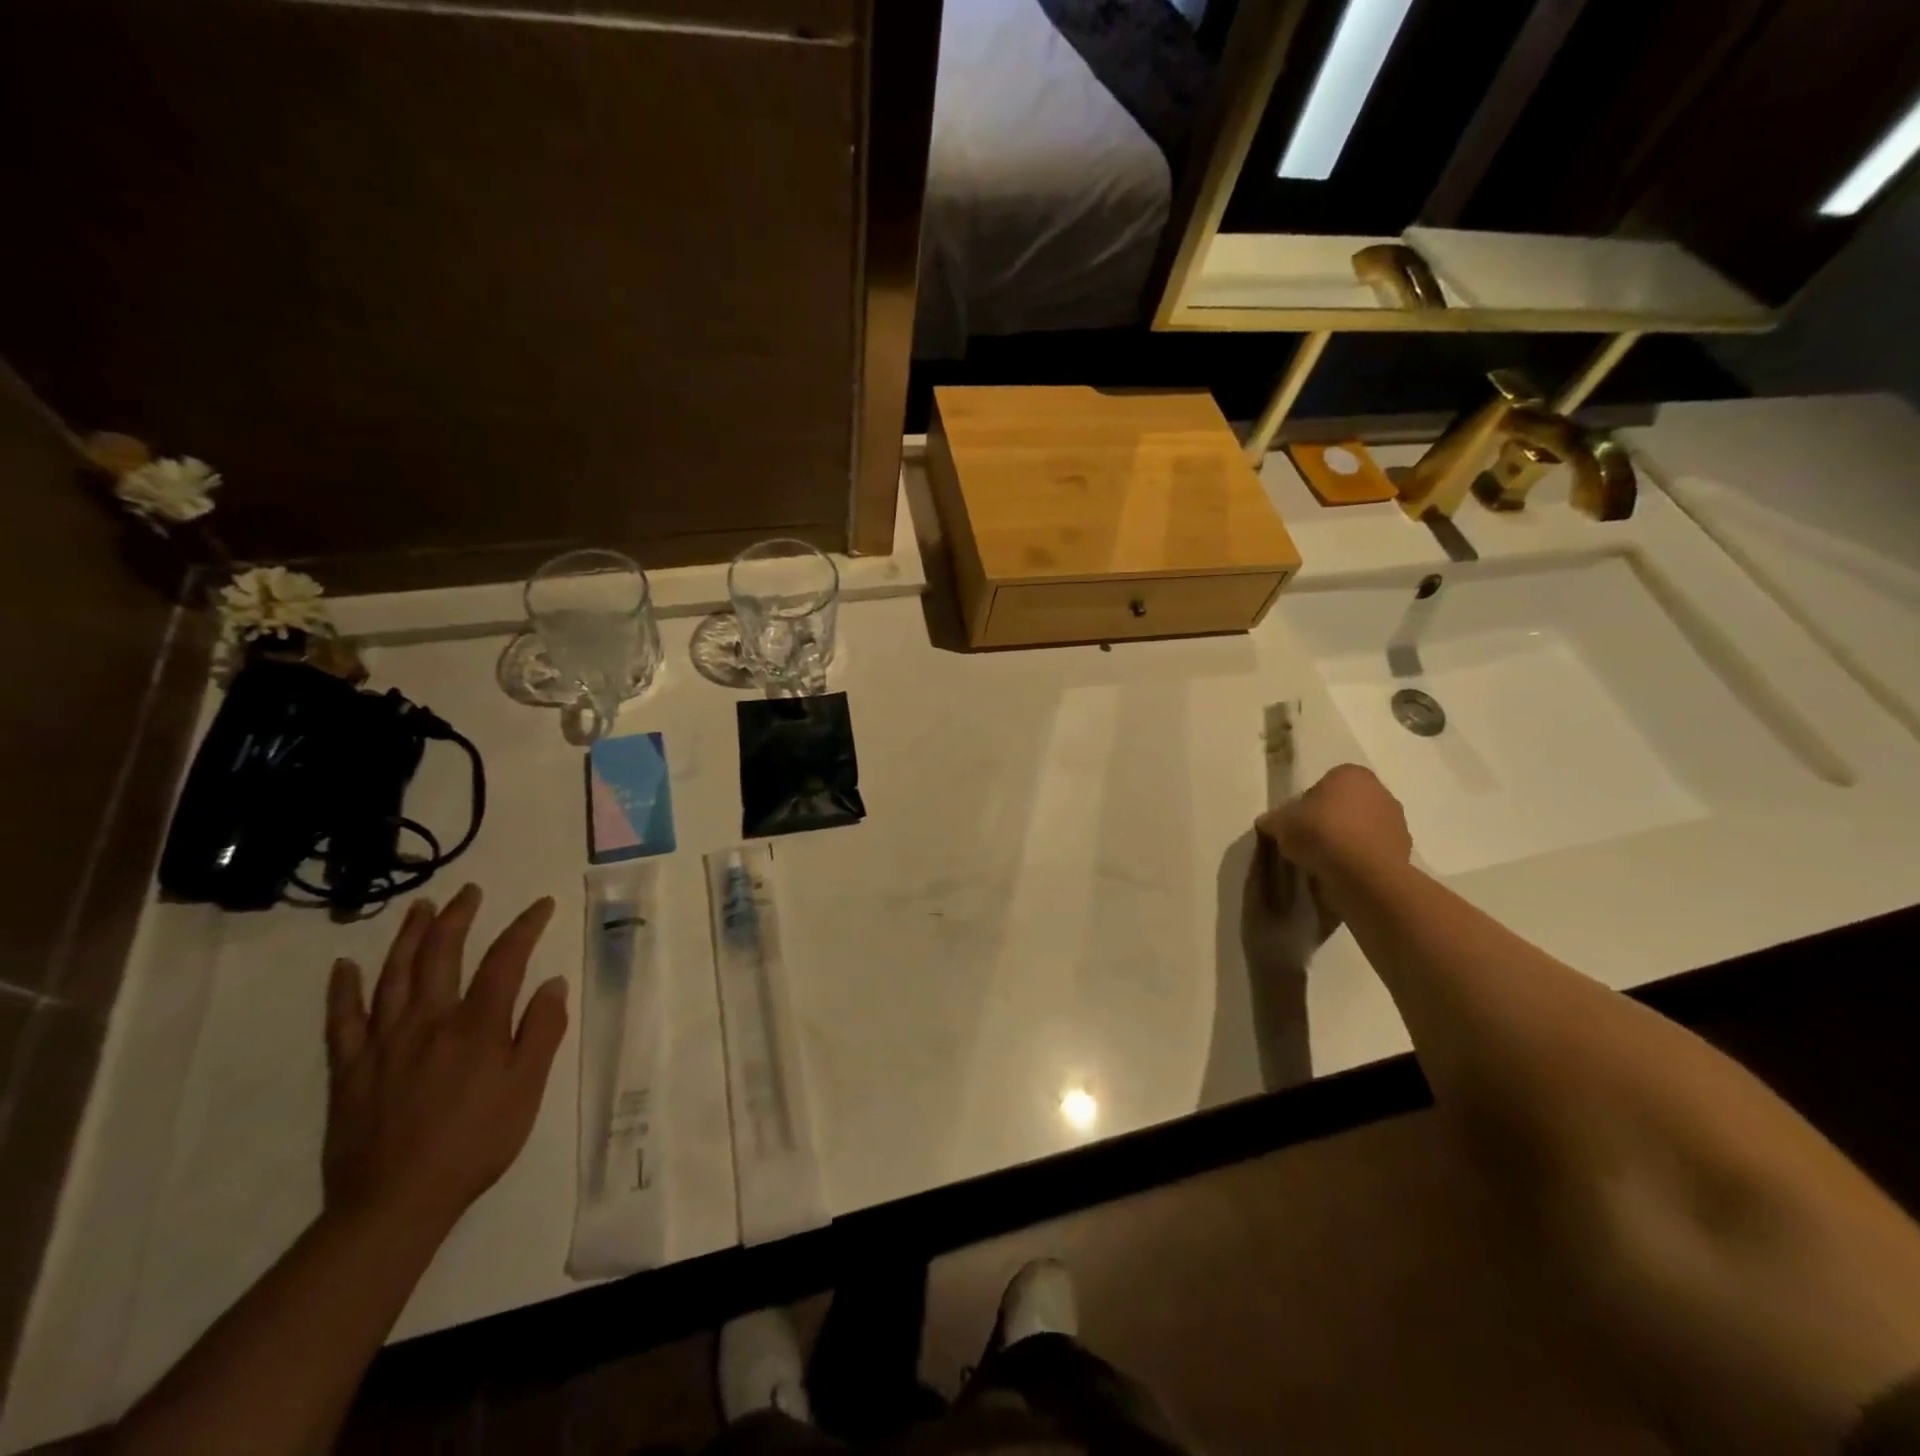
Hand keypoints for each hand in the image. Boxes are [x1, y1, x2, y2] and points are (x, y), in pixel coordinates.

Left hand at [323, 885, 565, 1237]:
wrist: (395, 1202)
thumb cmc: (476, 1142)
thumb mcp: (527, 1088)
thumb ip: (541, 1031)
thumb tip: (553, 983)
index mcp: (477, 1025)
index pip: (505, 960)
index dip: (525, 927)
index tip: (541, 906)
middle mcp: (429, 1021)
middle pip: (442, 954)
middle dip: (458, 917)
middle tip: (468, 892)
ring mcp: (383, 1042)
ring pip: (394, 975)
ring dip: (408, 937)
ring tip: (420, 908)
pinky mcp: (349, 1068)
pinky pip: (342, 1020)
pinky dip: (343, 989)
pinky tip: (345, 966)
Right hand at [1256, 764, 1412, 880]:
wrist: (1362, 872)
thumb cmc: (1320, 832)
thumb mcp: (1280, 822)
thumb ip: (1274, 819)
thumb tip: (1268, 823)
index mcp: (1350, 773)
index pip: (1323, 785)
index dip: (1306, 805)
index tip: (1297, 824)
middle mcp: (1379, 791)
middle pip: (1346, 805)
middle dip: (1330, 821)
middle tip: (1308, 842)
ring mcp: (1397, 821)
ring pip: (1362, 829)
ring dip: (1346, 841)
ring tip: (1325, 862)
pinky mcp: (1405, 850)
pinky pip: (1373, 852)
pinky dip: (1359, 860)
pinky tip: (1343, 873)